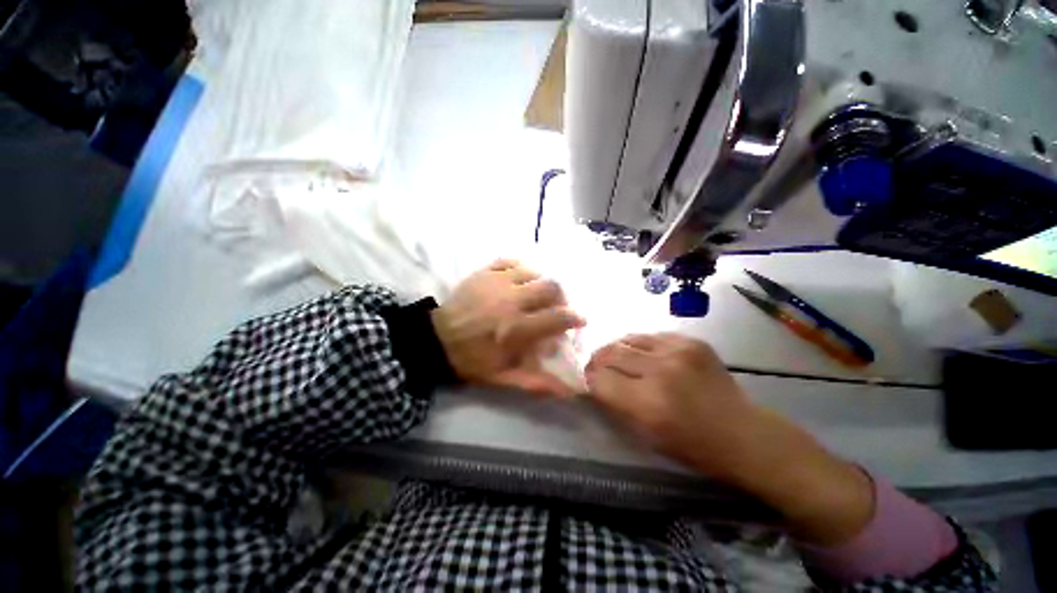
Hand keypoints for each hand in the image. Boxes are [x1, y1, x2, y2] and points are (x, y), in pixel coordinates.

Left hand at [432, 259, 585, 396]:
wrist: (436, 340)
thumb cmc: (472, 360)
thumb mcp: (503, 378)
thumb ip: (537, 383)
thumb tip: (570, 392)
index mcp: (516, 329)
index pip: (557, 317)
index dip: (574, 318)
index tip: (579, 320)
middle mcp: (511, 301)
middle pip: (551, 287)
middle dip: (561, 297)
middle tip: (557, 306)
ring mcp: (496, 282)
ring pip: (533, 271)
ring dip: (541, 282)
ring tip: (537, 294)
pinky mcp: (484, 272)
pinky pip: (510, 261)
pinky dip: (520, 269)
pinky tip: (519, 279)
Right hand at [586, 333, 874, 544]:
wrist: (744, 433)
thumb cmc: (694, 446)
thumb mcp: (647, 435)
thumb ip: (616, 405)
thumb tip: (594, 383)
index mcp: (648, 403)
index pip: (600, 380)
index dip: (590, 380)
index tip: (589, 381)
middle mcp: (660, 370)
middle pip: (610, 353)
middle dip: (597, 361)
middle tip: (596, 367)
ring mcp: (677, 351)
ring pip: (628, 339)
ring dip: (616, 349)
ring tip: (616, 357)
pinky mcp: (691, 341)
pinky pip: (651, 336)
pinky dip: (640, 345)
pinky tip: (644, 355)